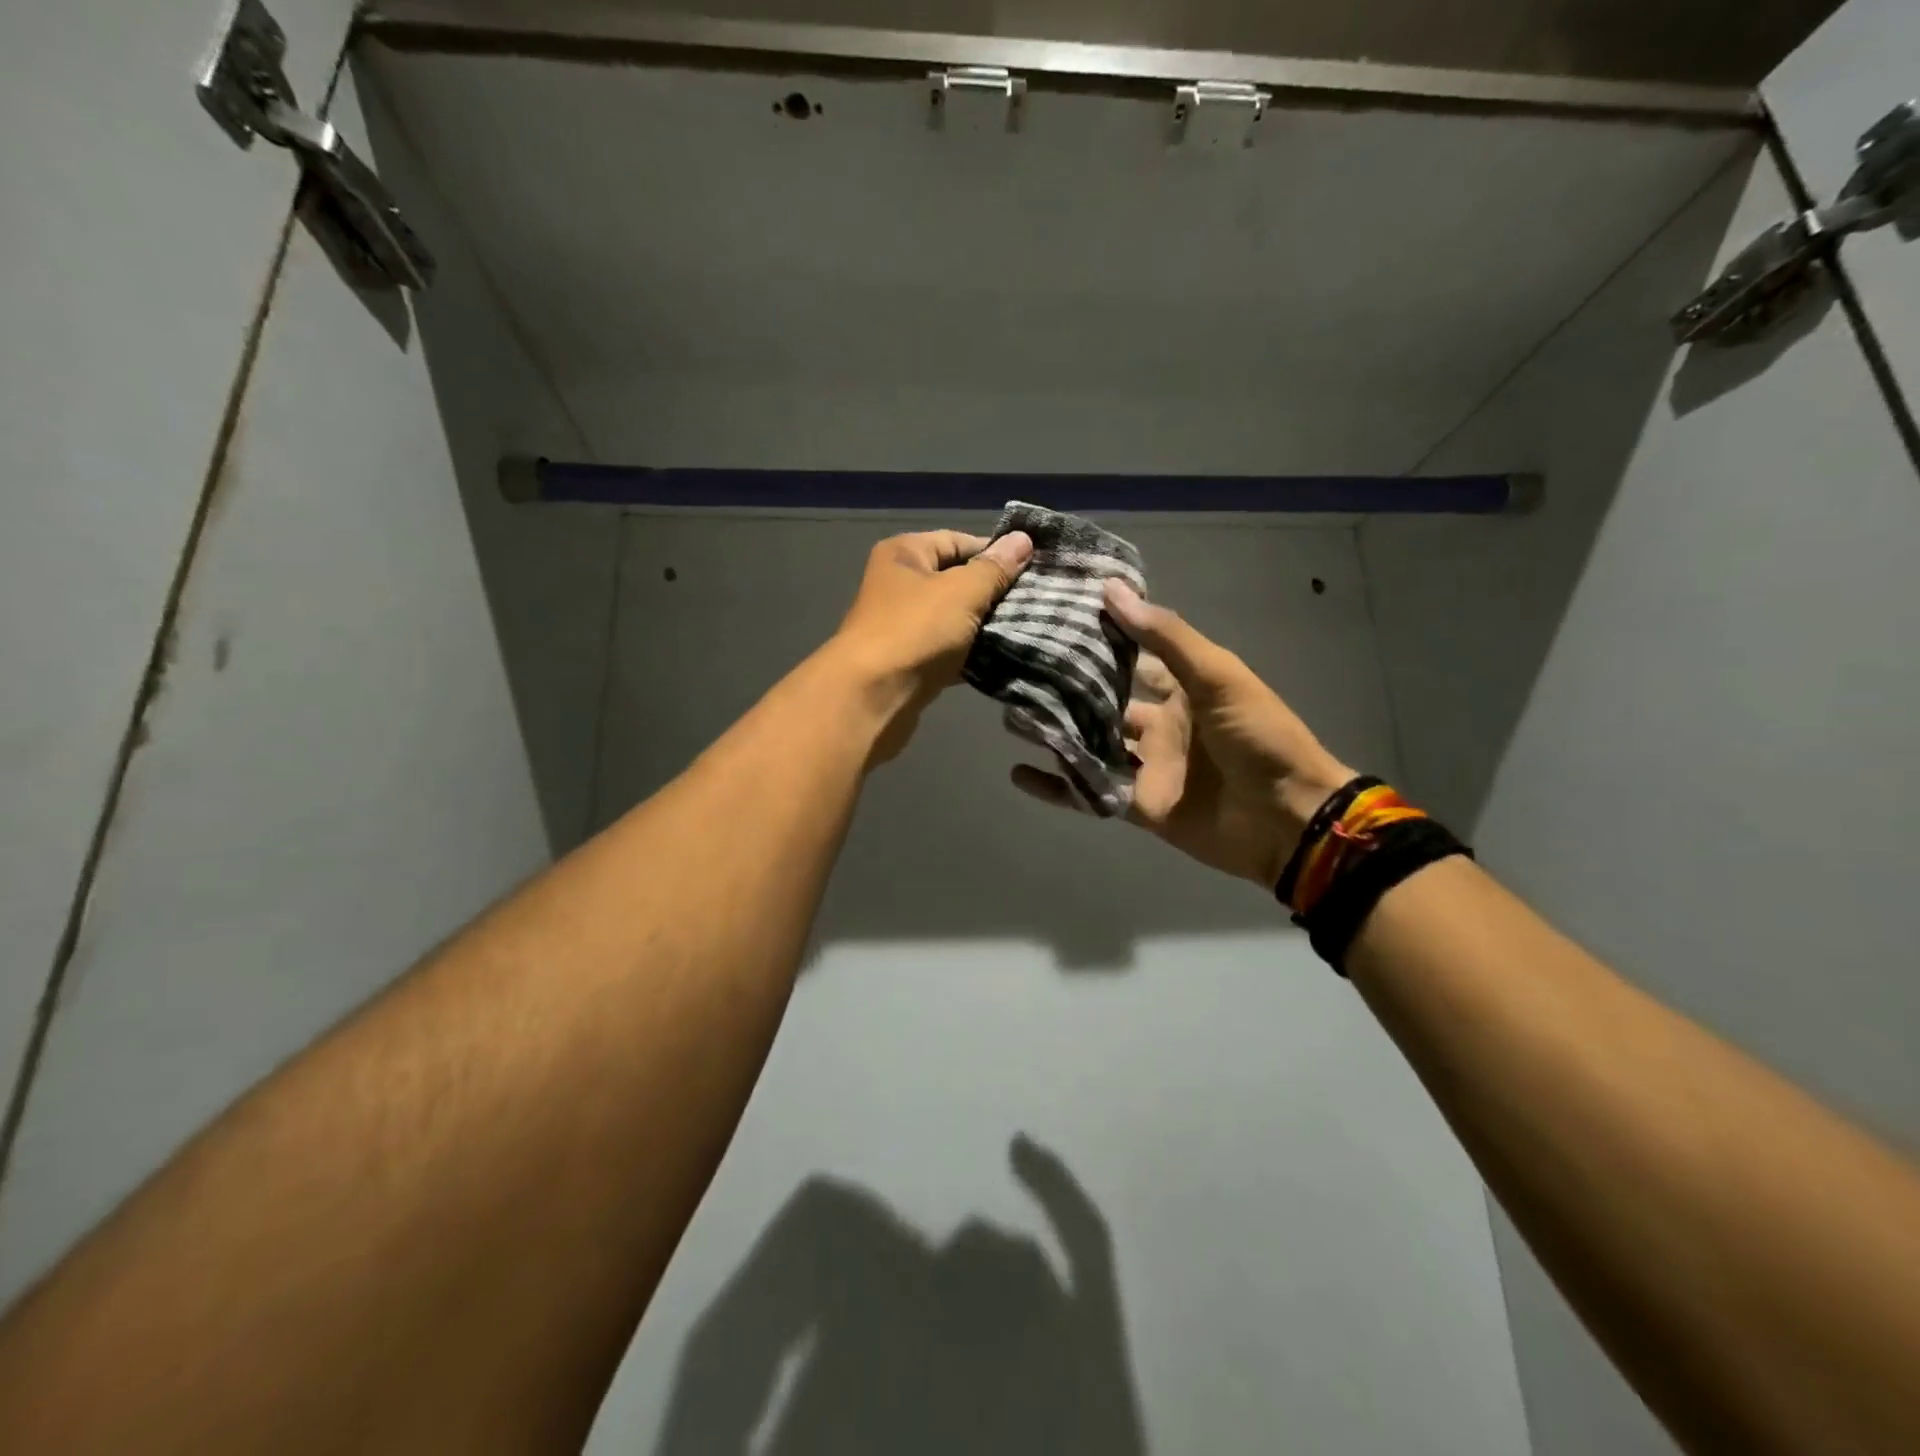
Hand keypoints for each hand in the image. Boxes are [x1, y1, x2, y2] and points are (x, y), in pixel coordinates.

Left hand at [824, 528, 1032, 762]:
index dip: (995, 552)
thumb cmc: (916, 631)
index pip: (958, 540)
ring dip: (985, 626)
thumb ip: (995, 568)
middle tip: (1036, 602)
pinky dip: (971, 654)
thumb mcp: (962, 591)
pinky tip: (1003, 658)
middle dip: (994, 592)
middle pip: (957, 580)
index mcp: (904, 554)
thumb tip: (1023, 539)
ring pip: (955, 618)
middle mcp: (899, 584)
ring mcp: (903, 625)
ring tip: (1027, 628)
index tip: (1033, 568)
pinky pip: (949, 650)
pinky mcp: (910, 662)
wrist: (872, 697)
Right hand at [1013, 580, 1352, 888]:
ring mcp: (1147, 766)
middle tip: (1018, 668)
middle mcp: (1160, 723)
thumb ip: (1164, 636)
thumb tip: (1111, 589)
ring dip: (1056, 732)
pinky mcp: (1137, 804)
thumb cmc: (1259, 737)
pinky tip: (1019, 774)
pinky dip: (1057, 786)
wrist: (1287, 819)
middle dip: (1068, 687)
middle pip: (1104, 701)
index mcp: (1182, 688)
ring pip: (1091, 744)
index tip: (1056, 616)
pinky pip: (1089, 791)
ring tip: (1010, 714)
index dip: (1100, 637)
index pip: (1132, 655)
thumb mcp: (1217, 676)